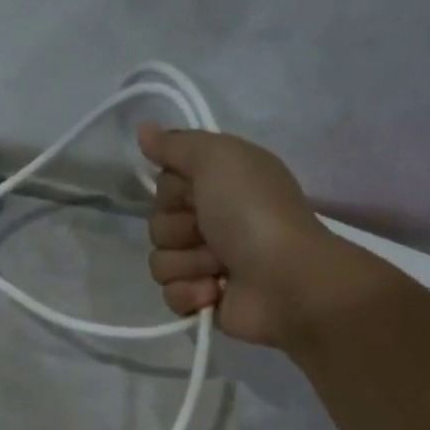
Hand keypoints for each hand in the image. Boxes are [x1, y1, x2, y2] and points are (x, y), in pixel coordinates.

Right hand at [139, 124, 357, 349]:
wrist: (285, 279)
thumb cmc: (254, 213)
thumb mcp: (218, 158)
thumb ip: (177, 143)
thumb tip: (143, 129)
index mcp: (218, 184)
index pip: (164, 185)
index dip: (173, 191)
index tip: (196, 193)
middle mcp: (211, 221)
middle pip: (157, 225)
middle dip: (179, 231)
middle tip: (211, 233)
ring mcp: (206, 265)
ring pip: (160, 262)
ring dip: (188, 264)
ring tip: (220, 267)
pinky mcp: (203, 301)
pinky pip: (170, 295)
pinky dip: (190, 294)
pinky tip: (215, 292)